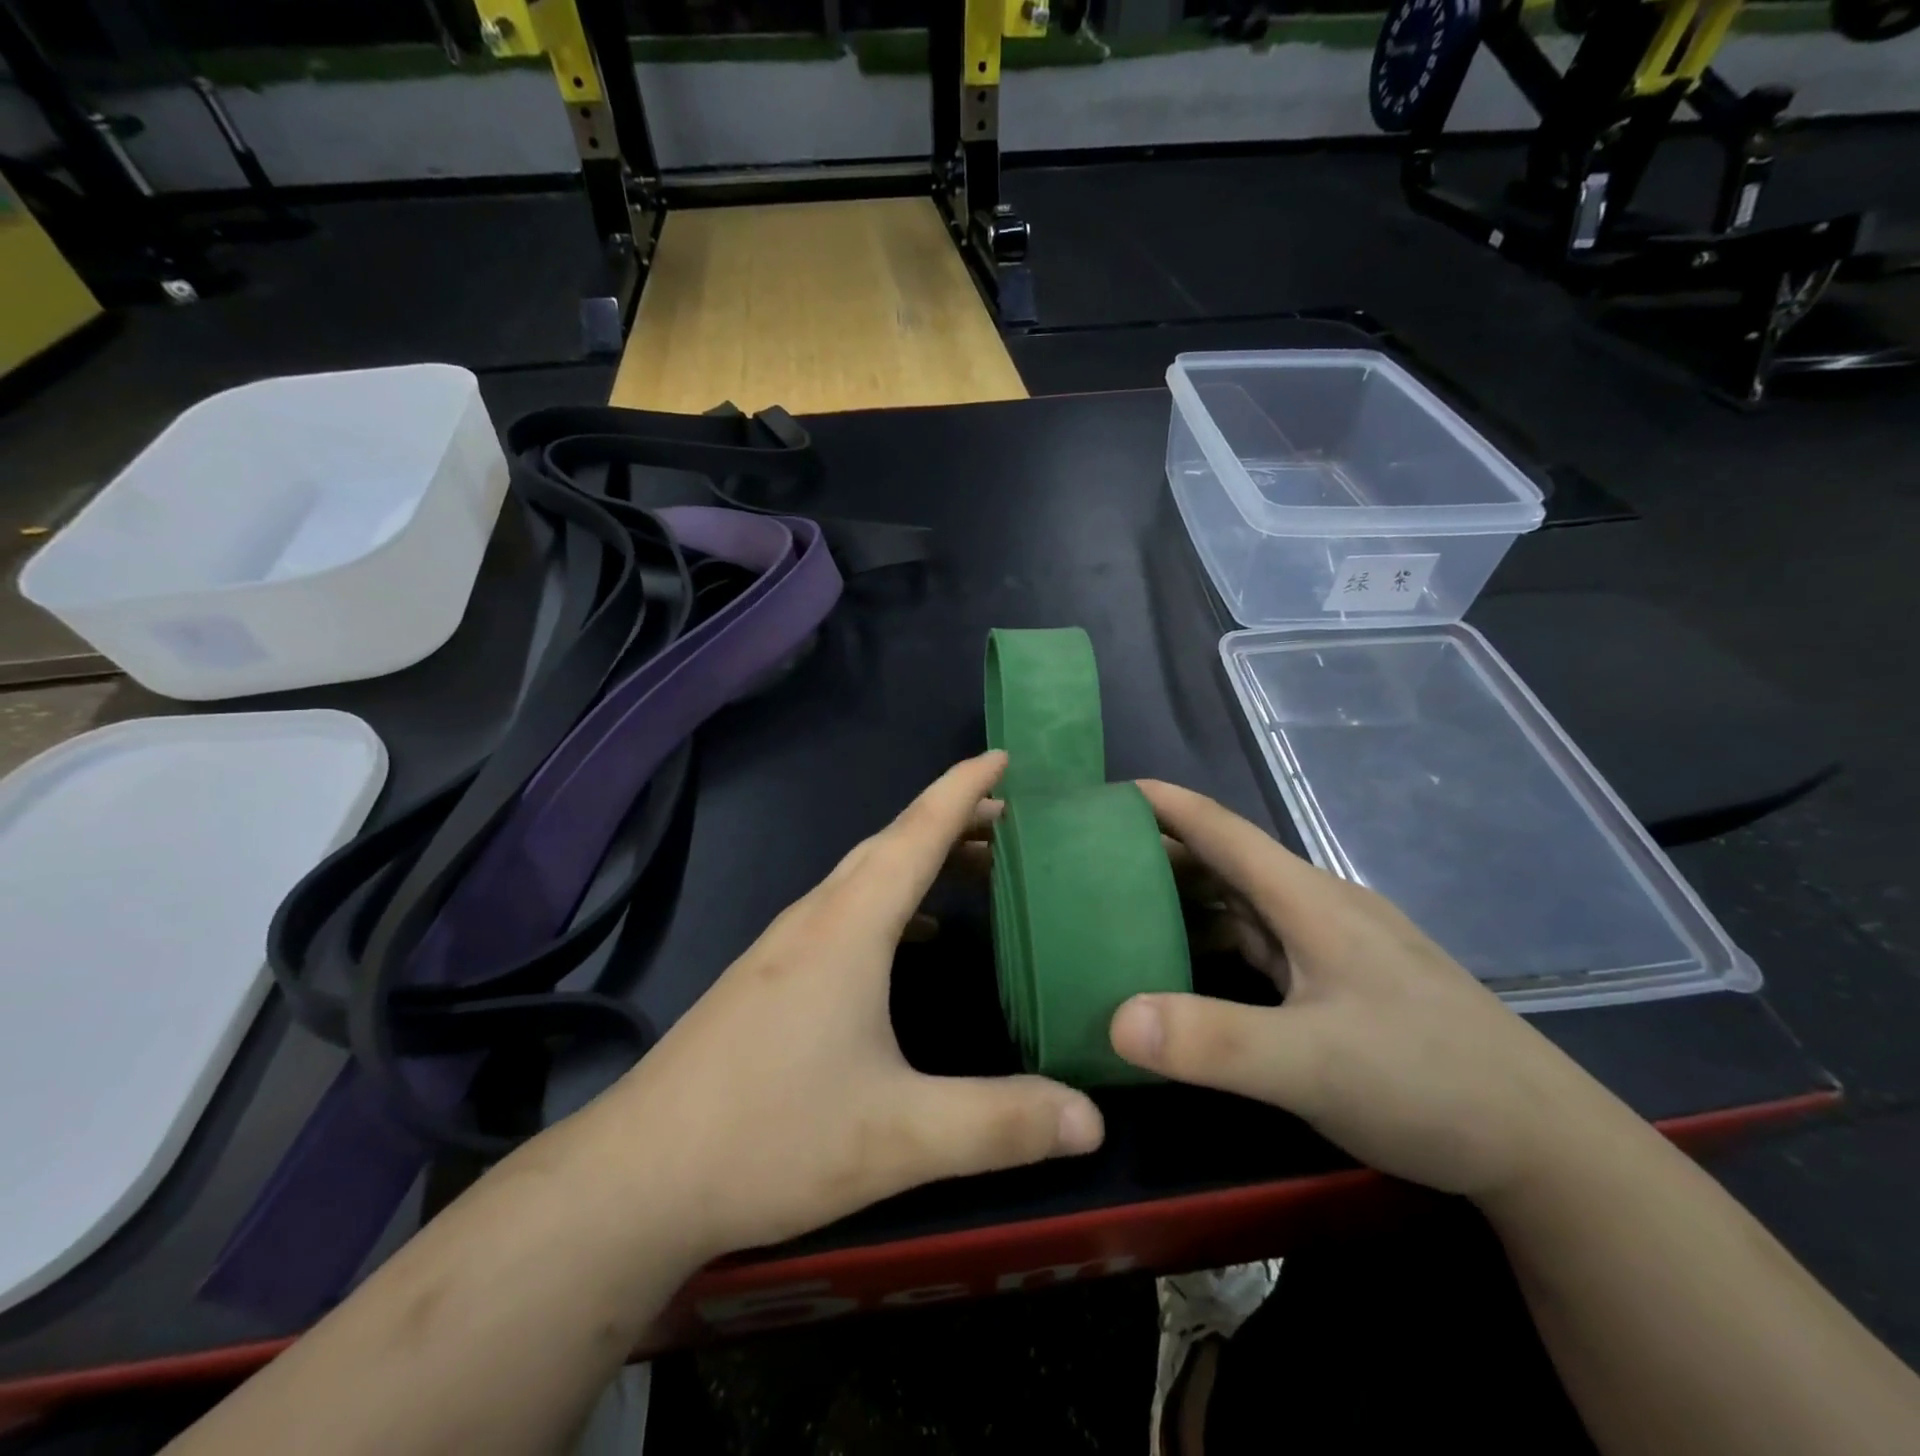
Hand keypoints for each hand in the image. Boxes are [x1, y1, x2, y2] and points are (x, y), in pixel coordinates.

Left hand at [601, 751, 1104, 1260]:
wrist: (637, 1177)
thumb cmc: (771, 1136)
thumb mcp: (900, 1137)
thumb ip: (1001, 1124)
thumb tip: (1095, 1119)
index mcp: (848, 926)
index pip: (917, 832)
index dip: (962, 789)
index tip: (1003, 757)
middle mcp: (814, 919)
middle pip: (890, 843)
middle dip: (952, 820)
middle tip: (1011, 821)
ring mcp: (782, 946)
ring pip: (862, 875)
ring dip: (918, 857)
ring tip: (972, 869)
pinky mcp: (765, 977)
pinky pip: (842, 909)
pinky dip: (888, 899)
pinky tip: (907, 939)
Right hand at [1108, 781, 1612, 1202]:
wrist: (1546, 1146)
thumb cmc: (1427, 1082)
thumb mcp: (1311, 1065)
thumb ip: (1214, 1042)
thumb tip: (1115, 1019)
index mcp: (1309, 900)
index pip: (1223, 829)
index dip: (1163, 804)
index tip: (1104, 794)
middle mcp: (1319, 908)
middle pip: (1227, 862)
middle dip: (1160, 853)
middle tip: (1091, 862)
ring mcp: (1334, 945)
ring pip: (1244, 904)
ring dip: (1187, 900)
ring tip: (1123, 911)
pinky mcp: (1342, 982)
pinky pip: (1262, 943)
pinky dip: (1216, 942)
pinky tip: (1189, 969)